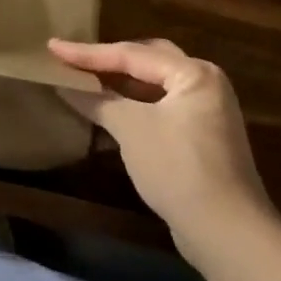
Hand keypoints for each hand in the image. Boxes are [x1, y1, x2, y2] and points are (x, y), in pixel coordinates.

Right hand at [48, 38, 271, 245]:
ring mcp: (206, 115)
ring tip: (85, 85)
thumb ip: (97, 100)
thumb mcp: (131, 128)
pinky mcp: (201, 141)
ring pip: (153, 89)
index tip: (53, 46)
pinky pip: (159, 112)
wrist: (227, 234)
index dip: (88, 53)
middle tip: (75, 60)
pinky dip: (133, 111)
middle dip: (109, 61)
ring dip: (120, 88)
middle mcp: (205, 85)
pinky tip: (106, 118)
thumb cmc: (178, 167)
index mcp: (194, 73)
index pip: (132, 54)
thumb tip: (63, 85)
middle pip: (147, 63)